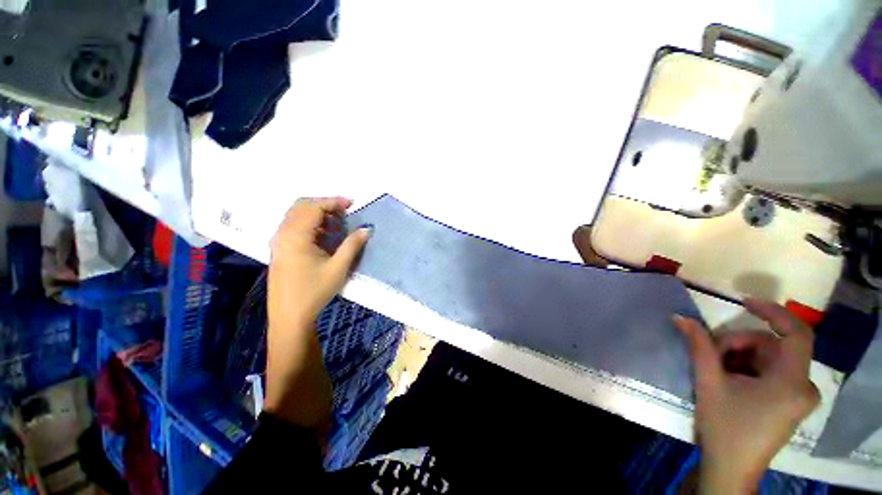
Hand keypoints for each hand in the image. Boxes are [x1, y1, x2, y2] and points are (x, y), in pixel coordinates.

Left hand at [269, 197, 370, 330]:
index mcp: (296, 236)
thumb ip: (352, 245)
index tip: (352, 204)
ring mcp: (278, 242)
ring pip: (296, 216)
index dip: (333, 202)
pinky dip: (310, 224)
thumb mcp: (338, 268)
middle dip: (324, 205)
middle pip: (301, 206)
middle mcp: (283, 234)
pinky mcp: (279, 249)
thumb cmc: (314, 291)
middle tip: (344, 213)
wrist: (289, 316)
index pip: (314, 207)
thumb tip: (366, 228)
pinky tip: (323, 237)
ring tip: (336, 226)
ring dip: (317, 215)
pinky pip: (293, 227)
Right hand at [673, 299, 819, 493]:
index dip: (773, 312)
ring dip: (741, 357)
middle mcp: (804, 386)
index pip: (797, 333)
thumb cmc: (724, 427)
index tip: (744, 302)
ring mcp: (800, 396)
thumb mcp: (709, 383)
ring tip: (717, 370)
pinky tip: (730, 380)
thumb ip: (699, 346)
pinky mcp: (792, 402)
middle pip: (774, 346)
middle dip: (739, 344)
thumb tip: (680, 317)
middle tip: (711, 354)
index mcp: (792, 382)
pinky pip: (773, 372)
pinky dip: (749, 368)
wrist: (730, 469)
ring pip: (771, 358)